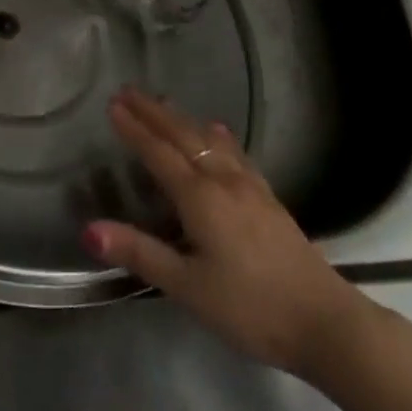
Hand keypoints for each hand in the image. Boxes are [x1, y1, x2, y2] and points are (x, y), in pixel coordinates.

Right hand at [82, 88, 377, 378]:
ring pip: (207, 139)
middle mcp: (221, 179)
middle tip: (128, 91)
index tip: (112, 104)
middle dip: (153, 112)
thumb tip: (89, 229)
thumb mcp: (188, 287)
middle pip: (182, 135)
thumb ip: (140, 253)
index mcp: (199, 197)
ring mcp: (248, 185)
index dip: (134, 129)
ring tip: (162, 102)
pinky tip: (218, 131)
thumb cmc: (249, 307)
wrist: (322, 319)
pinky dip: (216, 135)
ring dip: (181, 118)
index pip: (158, 153)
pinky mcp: (267, 197)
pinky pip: (234, 152)